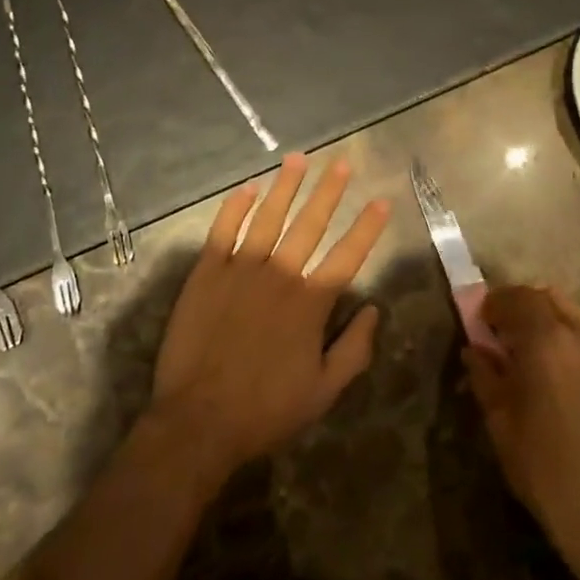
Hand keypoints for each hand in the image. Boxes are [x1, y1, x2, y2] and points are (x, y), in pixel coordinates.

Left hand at [149, 154, 391, 479]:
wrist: (199, 420)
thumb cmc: (265, 410)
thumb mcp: (323, 392)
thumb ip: (354, 350)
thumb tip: (374, 310)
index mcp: (310, 303)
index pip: (347, 255)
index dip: (367, 227)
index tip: (381, 200)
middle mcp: (279, 275)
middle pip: (310, 224)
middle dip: (329, 191)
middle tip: (342, 162)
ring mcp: (240, 269)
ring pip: (268, 216)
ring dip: (285, 186)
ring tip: (297, 159)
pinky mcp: (207, 272)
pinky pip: (223, 229)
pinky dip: (235, 207)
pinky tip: (248, 188)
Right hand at [464, 285, 579, 560]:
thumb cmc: (546, 469)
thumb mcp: (501, 422)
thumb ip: (485, 377)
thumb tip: (475, 351)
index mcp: (545, 339)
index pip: (515, 298)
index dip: (492, 304)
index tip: (476, 322)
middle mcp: (578, 335)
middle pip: (544, 297)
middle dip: (518, 305)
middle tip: (498, 332)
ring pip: (568, 312)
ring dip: (543, 318)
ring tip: (524, 350)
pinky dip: (564, 335)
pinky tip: (552, 370)